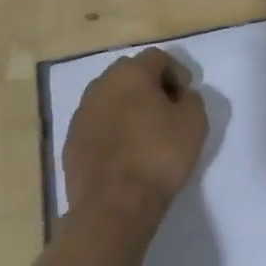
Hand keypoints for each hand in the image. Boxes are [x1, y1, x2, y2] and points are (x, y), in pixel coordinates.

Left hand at [62, 48, 208, 249]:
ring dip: (128, 108)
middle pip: (130, 74)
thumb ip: (191, 99)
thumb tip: (179, 97)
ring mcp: (81, 115)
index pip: (157, 58)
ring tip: (146, 133)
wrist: (113, 207)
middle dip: (150, 86)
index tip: (186, 96)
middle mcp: (100, 86)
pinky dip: (112, 131)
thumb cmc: (158, 156)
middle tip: (168, 110)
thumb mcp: (194, 122)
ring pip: (110, 99)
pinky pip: (97, 125)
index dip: (177, 72)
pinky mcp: (71, 143)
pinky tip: (126, 153)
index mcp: (130, 74)